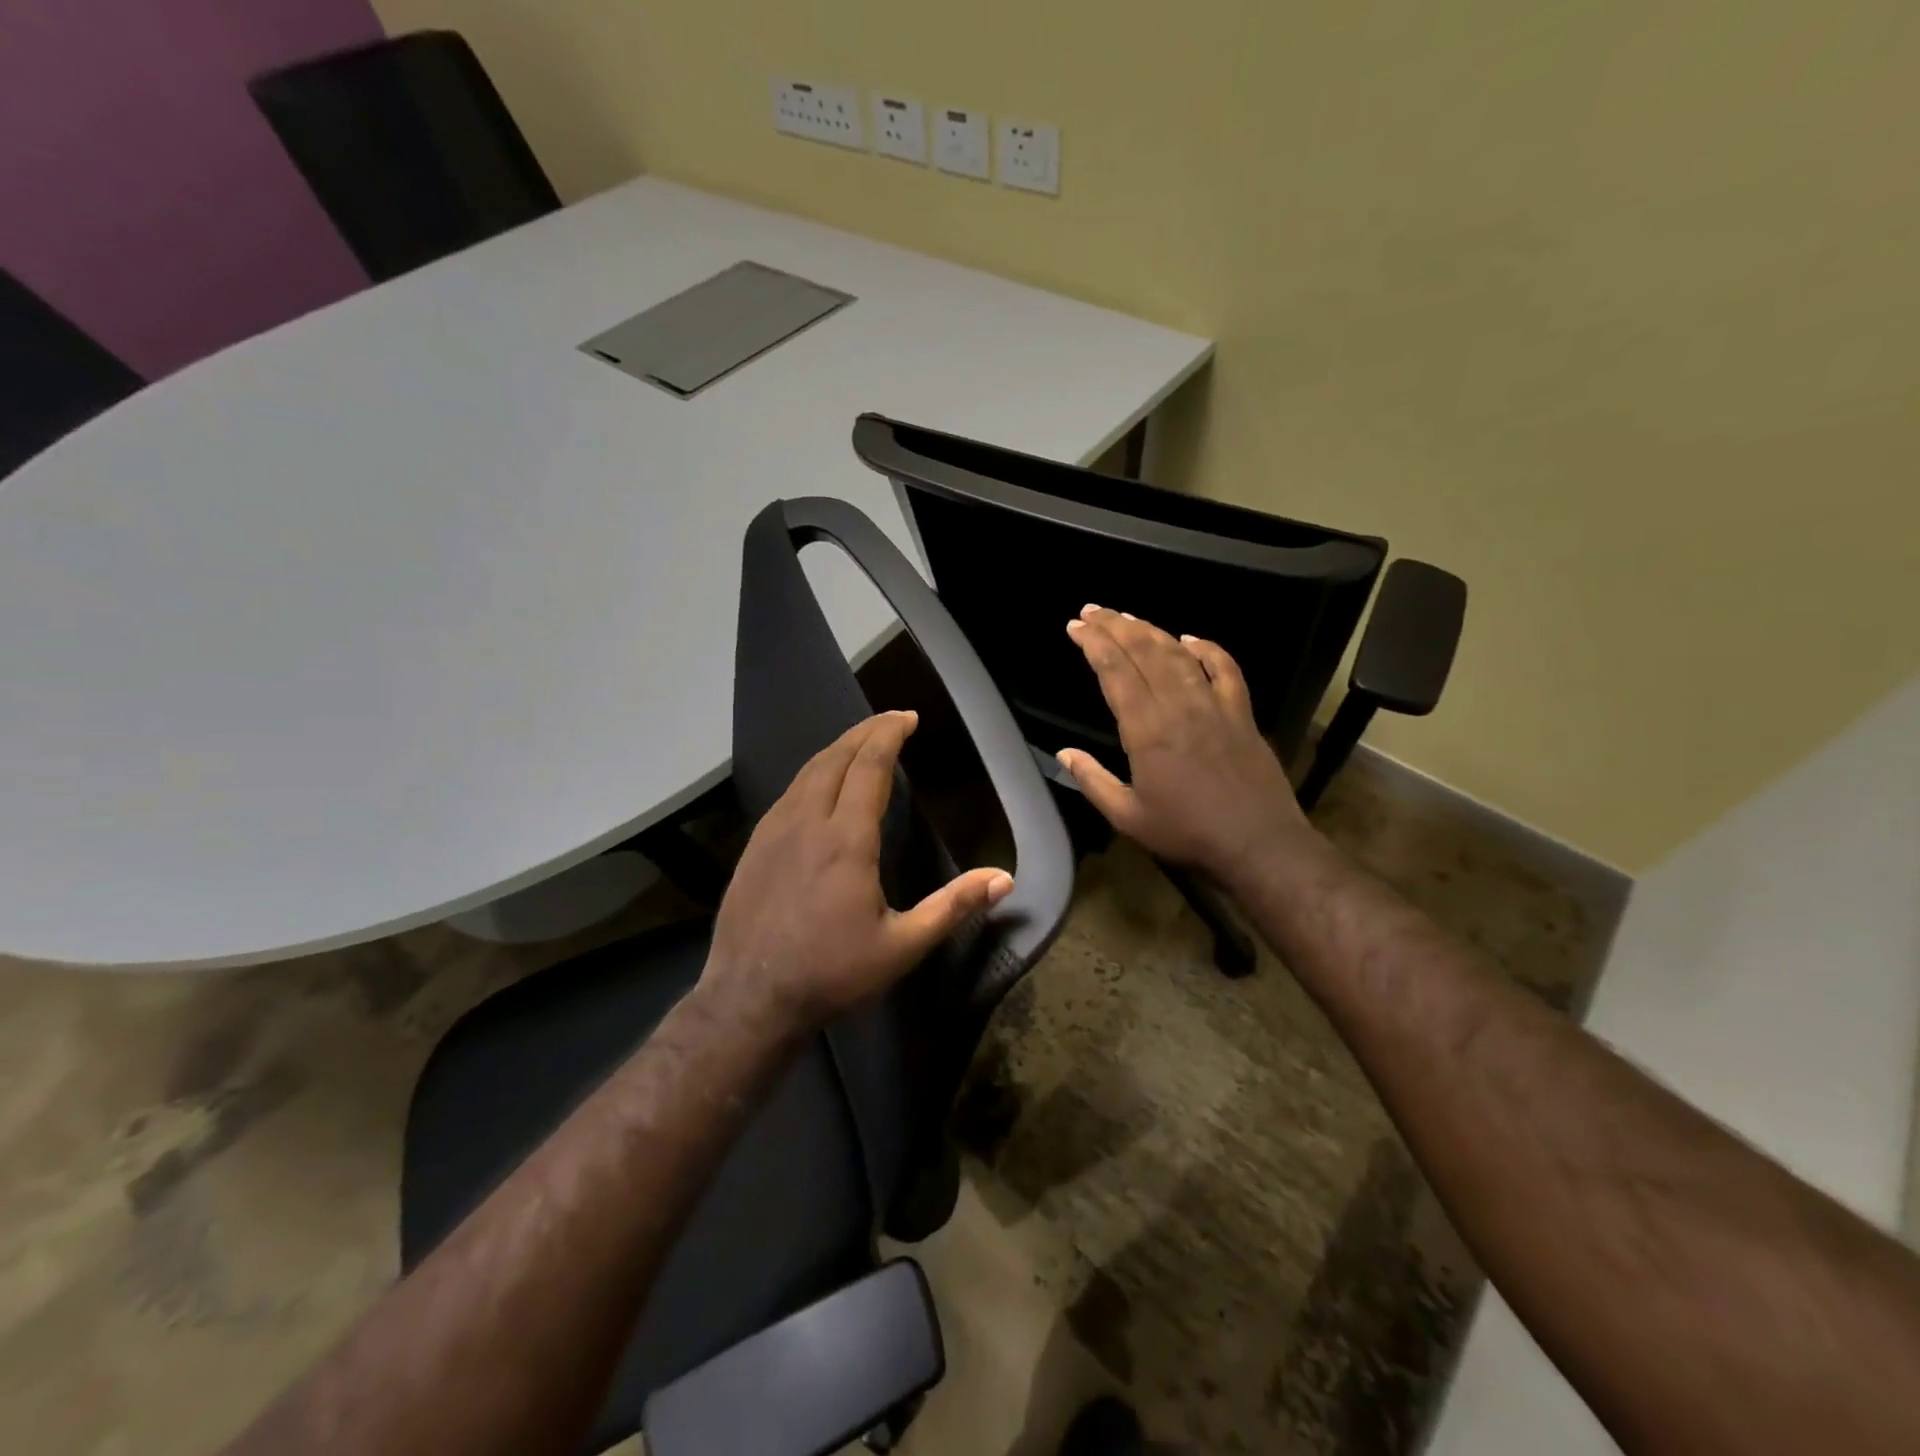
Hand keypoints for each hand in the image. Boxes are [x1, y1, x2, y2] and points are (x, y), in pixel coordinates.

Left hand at [703, 711, 1013, 1028]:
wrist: (750, 999)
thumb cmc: (832, 973)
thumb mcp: (903, 946)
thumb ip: (952, 907)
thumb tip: (1004, 879)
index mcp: (846, 839)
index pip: (870, 766)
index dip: (889, 734)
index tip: (908, 716)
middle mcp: (807, 821)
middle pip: (836, 757)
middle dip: (865, 731)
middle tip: (891, 719)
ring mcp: (773, 832)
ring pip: (808, 771)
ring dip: (837, 749)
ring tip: (860, 743)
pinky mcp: (754, 847)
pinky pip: (788, 793)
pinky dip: (813, 773)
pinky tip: (820, 785)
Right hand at [1059, 606, 1310, 884]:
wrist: (1258, 844)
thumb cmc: (1187, 834)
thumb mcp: (1128, 817)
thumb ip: (1093, 781)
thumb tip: (1064, 754)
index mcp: (1147, 730)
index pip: (1115, 672)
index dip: (1094, 644)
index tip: (1075, 627)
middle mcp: (1179, 706)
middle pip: (1144, 652)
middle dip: (1115, 626)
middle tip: (1093, 611)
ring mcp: (1214, 705)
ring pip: (1179, 654)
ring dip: (1151, 630)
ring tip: (1128, 617)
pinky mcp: (1241, 713)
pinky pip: (1225, 669)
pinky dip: (1208, 648)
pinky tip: (1190, 637)